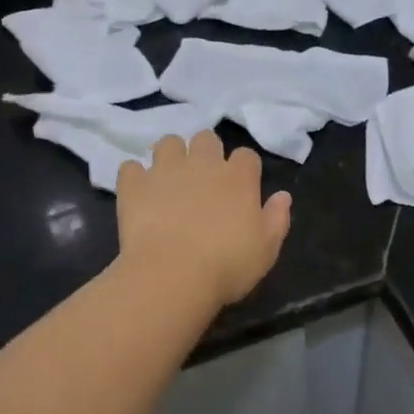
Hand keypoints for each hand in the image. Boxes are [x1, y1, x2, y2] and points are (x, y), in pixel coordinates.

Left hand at [118, 132, 291, 307]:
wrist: (172, 276)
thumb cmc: (227, 266)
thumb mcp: (266, 249)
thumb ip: (277, 218)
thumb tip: (283, 195)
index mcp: (238, 178)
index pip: (246, 156)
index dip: (244, 169)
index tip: (241, 187)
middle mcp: (203, 164)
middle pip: (207, 138)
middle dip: (206, 152)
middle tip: (203, 179)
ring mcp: (165, 170)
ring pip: (168, 143)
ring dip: (171, 156)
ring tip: (169, 179)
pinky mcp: (134, 185)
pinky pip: (131, 167)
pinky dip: (135, 177)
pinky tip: (139, 193)